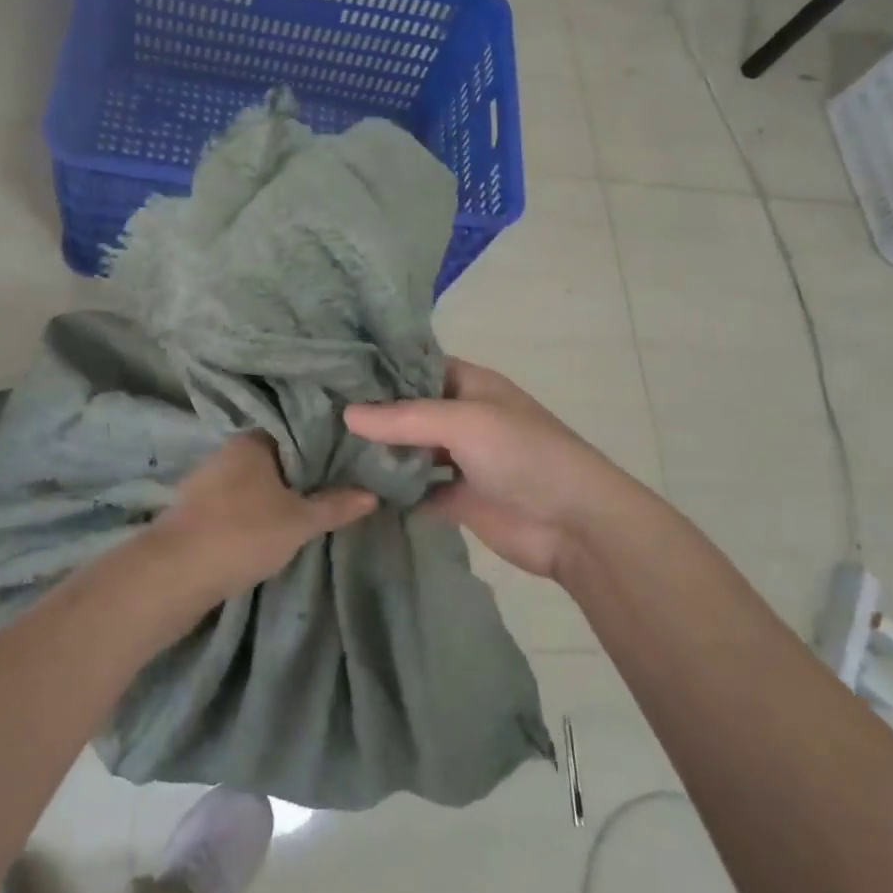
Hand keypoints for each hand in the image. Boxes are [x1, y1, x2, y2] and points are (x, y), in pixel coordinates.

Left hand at [151, 433, 374, 602]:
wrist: (175, 573)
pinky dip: (251, 512)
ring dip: (272, 494)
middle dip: (297, 472)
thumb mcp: (299, 522)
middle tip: (333, 486)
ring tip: (305, 509)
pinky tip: (267, 529)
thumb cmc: (243, 533)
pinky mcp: (193, 511)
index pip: (293, 431)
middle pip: (272, 457)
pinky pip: (233, 503)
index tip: (345, 458)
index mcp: (251, 441)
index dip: (320, 444)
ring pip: (250, 482)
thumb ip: (335, 506)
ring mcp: (205, 482)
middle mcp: (226, 452)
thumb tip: (372, 494)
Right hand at [345, 359, 666, 578]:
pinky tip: (355, 490)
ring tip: (325, 449)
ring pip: (410, 450)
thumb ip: (403, 418)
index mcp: (470, 385)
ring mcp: (460, 459)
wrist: (575, 525)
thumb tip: (346, 413)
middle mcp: (463, 416)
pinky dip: (394, 491)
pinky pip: (418, 489)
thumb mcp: (463, 422)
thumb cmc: (523, 454)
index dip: (380, 369)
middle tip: (317, 413)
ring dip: (380, 453)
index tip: (332, 373)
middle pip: (409, 410)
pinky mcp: (458, 498)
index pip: (416, 367)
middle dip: (372, 413)